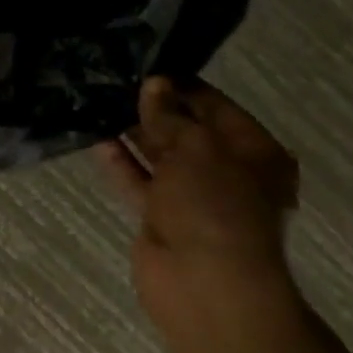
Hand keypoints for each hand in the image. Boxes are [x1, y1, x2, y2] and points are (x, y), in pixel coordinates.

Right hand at [98, 78, 300, 329]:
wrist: (205, 286)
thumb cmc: (216, 207)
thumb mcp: (196, 148)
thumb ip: (170, 115)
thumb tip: (154, 85)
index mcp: (255, 153)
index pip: (215, 107)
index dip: (182, 87)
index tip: (146, 66)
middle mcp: (227, 172)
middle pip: (186, 131)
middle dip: (155, 108)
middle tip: (116, 81)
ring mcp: (192, 197)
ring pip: (160, 156)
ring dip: (135, 133)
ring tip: (101, 102)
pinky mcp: (160, 217)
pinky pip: (139, 181)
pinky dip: (121, 163)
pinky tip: (97, 139)